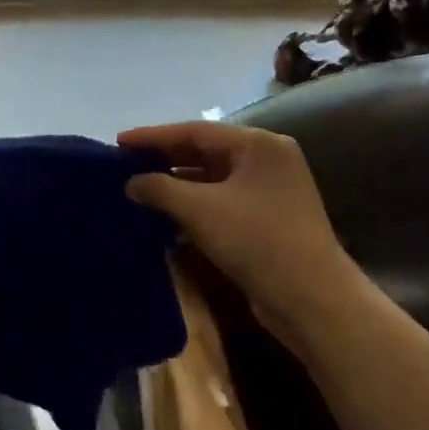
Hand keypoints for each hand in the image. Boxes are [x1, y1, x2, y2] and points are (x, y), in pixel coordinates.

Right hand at [118, 121, 357, 334]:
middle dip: (164, 159)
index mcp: (258, 145)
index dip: (153, 136)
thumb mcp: (199, 209)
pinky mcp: (266, 219)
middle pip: (205, 151)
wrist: (310, 298)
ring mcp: (269, 191)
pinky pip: (220, 201)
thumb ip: (159, 188)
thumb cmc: (255, 239)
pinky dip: (193, 205)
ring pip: (211, 178)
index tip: (118, 142)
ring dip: (176, 184)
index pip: (195, 131)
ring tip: (139, 189)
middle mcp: (267, 160)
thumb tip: (131, 182)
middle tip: (125, 164)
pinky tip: (164, 216)